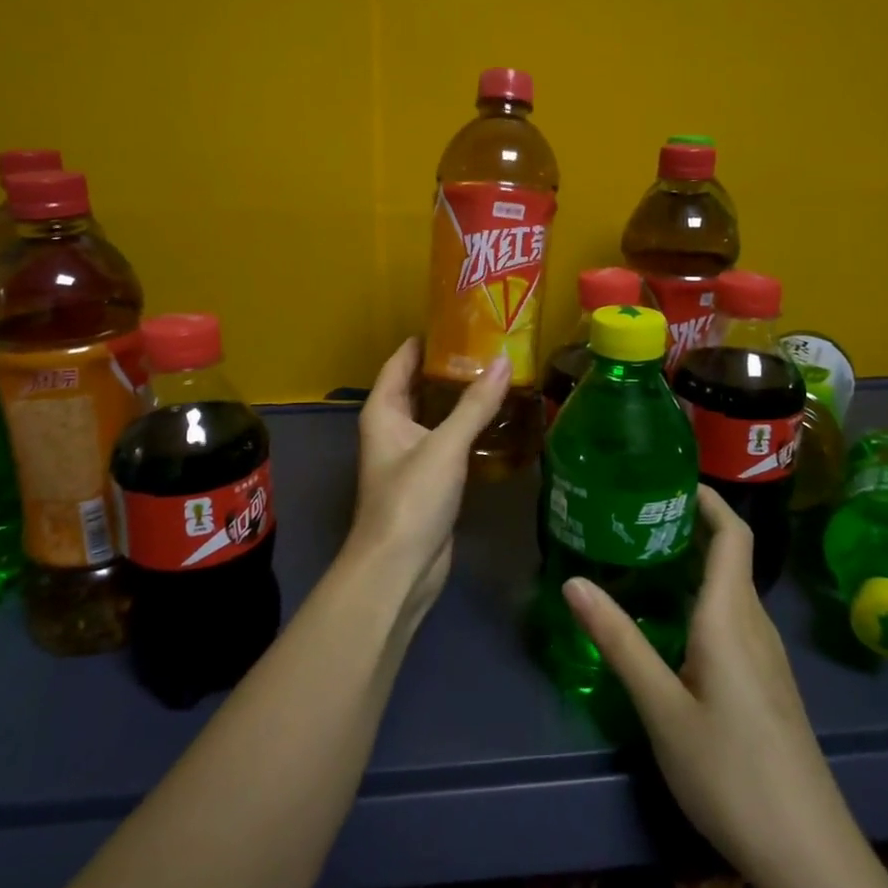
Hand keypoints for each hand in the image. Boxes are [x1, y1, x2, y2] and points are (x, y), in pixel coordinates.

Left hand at [350, 339, 511, 622]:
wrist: (399, 568)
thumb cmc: (411, 498)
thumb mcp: (445, 446)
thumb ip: (475, 405)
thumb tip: (503, 361)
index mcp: (383, 411)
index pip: (401, 361)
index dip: (425, 340)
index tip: (459, 319)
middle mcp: (392, 427)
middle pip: (419, 386)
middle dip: (449, 367)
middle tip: (490, 345)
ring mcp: (410, 455)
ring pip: (436, 414)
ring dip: (461, 398)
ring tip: (499, 375)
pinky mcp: (429, 479)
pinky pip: (448, 441)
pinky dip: (468, 428)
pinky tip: (497, 420)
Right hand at [562, 487, 857, 887]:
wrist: (811, 857)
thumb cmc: (731, 773)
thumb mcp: (662, 708)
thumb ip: (619, 642)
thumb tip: (573, 580)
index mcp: (730, 617)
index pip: (733, 536)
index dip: (708, 500)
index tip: (671, 477)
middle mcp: (754, 625)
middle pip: (731, 556)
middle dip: (690, 526)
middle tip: (635, 514)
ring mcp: (767, 658)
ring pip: (731, 590)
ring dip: (694, 563)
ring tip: (642, 558)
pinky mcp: (768, 685)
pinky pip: (734, 619)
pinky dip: (702, 599)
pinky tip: (671, 623)